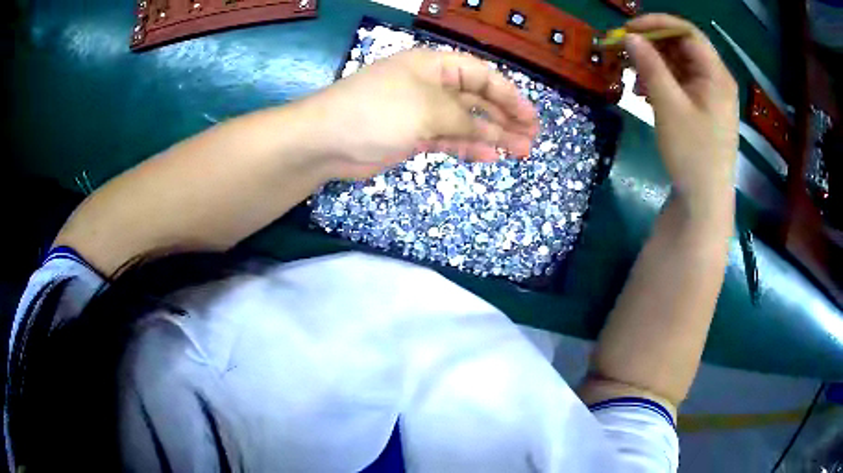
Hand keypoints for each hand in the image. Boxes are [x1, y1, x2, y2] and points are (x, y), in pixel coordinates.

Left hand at [302, 49, 539, 178]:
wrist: (328, 141)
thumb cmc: (378, 111)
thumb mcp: (429, 108)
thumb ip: (465, 119)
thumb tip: (492, 132)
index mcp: (435, 66)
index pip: (482, 75)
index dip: (510, 96)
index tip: (531, 118)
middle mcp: (432, 85)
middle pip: (478, 99)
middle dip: (505, 118)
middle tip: (531, 140)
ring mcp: (422, 112)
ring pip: (467, 121)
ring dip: (493, 135)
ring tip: (520, 151)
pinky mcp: (414, 136)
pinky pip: (450, 139)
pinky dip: (470, 146)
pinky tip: (491, 156)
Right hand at [625, 14, 738, 215]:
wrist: (705, 202)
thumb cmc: (692, 154)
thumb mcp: (668, 106)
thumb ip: (650, 66)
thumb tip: (630, 37)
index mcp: (716, 75)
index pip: (687, 32)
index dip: (657, 24)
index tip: (628, 29)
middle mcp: (717, 80)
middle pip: (683, 48)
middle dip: (652, 47)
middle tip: (625, 54)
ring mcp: (711, 96)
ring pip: (680, 66)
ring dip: (654, 66)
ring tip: (633, 80)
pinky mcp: (704, 110)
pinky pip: (681, 85)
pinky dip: (662, 83)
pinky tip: (645, 94)